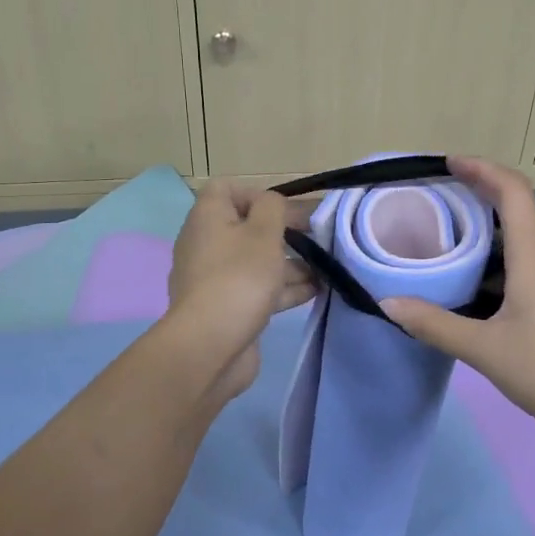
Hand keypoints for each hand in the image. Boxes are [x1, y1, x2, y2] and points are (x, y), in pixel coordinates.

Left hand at [166, 181, 316, 397]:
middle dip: (286, 232)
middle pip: (248, 227)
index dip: (258, 194)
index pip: (226, 189)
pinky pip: (258, 289)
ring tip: (327, 266)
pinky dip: (284, 288)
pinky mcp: (228, 308)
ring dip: (291, 263)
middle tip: (319, 238)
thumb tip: (272, 203)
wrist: (210, 346)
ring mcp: (215, 279)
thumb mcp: (264, 232)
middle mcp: (206, 244)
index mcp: (207, 218)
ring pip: (257, 261)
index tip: (286, 210)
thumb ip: (273, 208)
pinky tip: (317, 290)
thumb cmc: (239, 278)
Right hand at [381, 157, 534, 452]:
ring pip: (527, 240)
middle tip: (439, 208)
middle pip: (519, 211)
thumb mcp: (483, 349)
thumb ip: (434, 324)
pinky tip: (483, 290)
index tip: (449, 164)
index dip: (482, 169)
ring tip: (452, 248)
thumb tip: (388, 305)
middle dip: (480, 200)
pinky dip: (505, 260)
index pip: (513, 191)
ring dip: (491, 235)